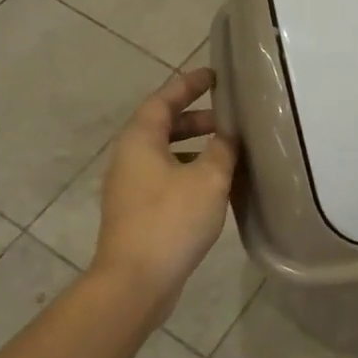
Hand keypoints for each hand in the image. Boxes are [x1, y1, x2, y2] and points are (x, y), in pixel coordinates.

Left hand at [93, 69, 238, 314]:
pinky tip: (214, 186)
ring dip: (194, 147)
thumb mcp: (208, 179)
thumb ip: (222, 149)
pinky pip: (165, 177)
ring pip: (165, 154)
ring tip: (228, 151)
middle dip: (196, 118)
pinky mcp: (137, 212)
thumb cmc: (171, 220)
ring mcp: (130, 187)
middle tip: (229, 118)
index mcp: (140, 140)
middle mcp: (129, 158)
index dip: (188, 85)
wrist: (135, 281)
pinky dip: (189, 170)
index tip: (213, 75)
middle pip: (162, 126)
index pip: (163, 100)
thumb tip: (229, 134)